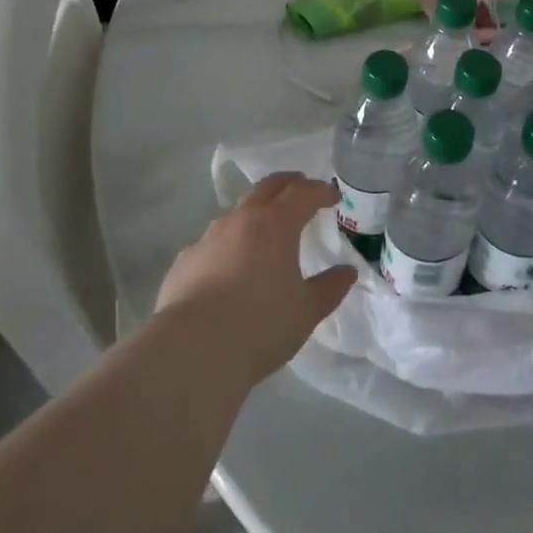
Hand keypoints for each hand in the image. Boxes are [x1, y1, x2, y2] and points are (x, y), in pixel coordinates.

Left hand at [156, 172, 356, 387]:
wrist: (193, 349)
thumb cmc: (260, 325)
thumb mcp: (306, 311)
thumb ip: (329, 288)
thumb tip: (347, 272)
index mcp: (276, 224)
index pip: (304, 193)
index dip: (321, 191)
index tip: (333, 198)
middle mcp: (241, 220)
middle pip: (268, 187)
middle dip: (288, 183)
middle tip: (301, 187)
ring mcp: (208, 237)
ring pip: (237, 213)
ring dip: (255, 214)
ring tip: (265, 232)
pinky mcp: (185, 260)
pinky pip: (212, 243)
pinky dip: (228, 246)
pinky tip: (228, 269)